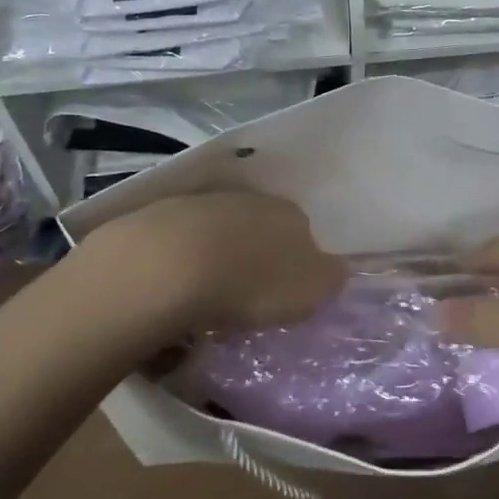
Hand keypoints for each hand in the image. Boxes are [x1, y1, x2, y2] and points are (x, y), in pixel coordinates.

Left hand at [83, 191, 344, 333]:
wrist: (169, 264)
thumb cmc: (251, 282)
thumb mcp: (308, 291)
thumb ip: (329, 279)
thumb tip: (336, 269)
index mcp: (292, 214)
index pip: (305, 234)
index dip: (298, 264)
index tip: (286, 295)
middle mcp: (252, 199)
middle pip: (262, 229)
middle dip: (257, 259)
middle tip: (248, 298)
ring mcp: (205, 203)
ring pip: (222, 232)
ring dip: (220, 258)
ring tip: (208, 298)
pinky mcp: (163, 215)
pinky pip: (184, 242)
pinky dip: (184, 262)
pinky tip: (176, 287)